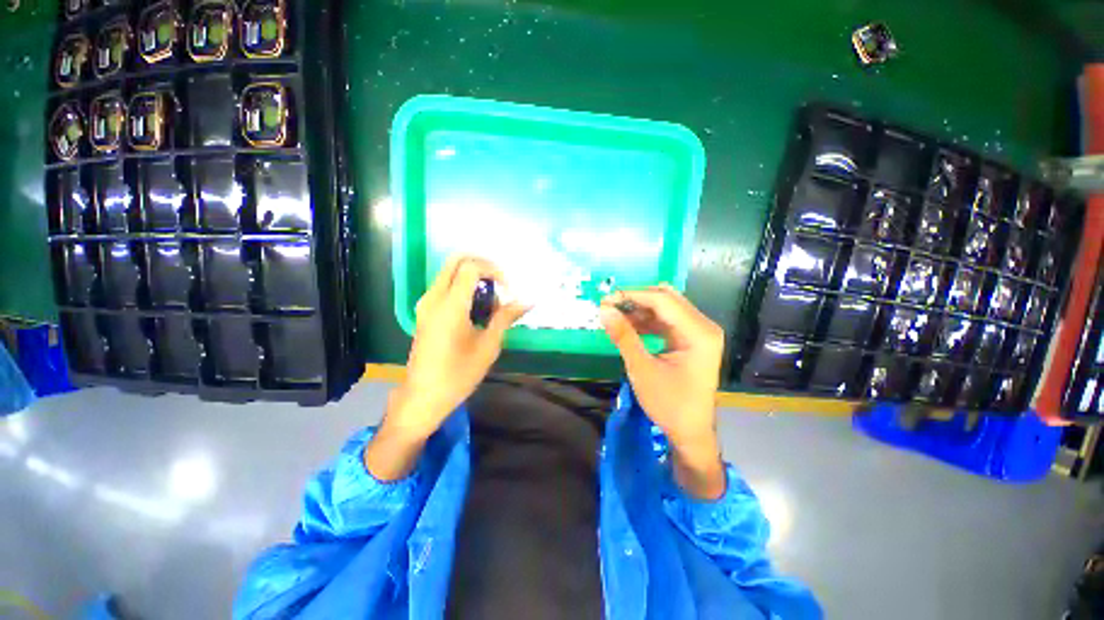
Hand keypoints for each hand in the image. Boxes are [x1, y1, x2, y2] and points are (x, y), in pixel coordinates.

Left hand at [367, 255, 528, 480]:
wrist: (423, 397)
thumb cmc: (458, 374)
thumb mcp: (488, 346)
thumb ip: (506, 317)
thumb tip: (527, 301)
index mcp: (450, 305)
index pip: (471, 268)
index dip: (494, 271)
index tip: (509, 289)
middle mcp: (434, 297)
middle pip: (456, 260)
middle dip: (482, 265)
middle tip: (501, 282)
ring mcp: (426, 303)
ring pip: (450, 272)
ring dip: (473, 277)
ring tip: (491, 299)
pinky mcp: (425, 312)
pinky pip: (445, 285)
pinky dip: (463, 286)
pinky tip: (477, 308)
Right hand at [599, 285, 726, 498]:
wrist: (690, 432)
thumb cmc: (669, 404)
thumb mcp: (642, 369)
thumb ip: (623, 336)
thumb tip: (604, 310)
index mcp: (698, 333)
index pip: (663, 301)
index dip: (633, 296)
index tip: (606, 300)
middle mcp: (703, 327)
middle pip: (666, 300)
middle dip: (636, 300)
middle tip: (609, 306)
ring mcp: (699, 333)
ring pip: (666, 309)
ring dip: (640, 310)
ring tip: (615, 316)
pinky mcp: (692, 340)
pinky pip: (667, 321)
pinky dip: (647, 322)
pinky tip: (629, 326)